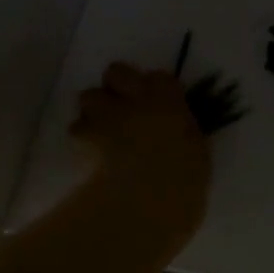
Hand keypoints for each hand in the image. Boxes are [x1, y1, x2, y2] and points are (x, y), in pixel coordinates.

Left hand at [71, 62, 211, 247]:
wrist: (143, 201)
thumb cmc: (182, 182)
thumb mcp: (197, 155)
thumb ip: (184, 134)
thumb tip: (177, 130)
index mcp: (168, 102)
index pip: (160, 78)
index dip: (156, 88)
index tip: (159, 103)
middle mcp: (134, 100)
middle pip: (116, 71)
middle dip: (117, 85)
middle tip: (126, 108)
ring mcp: (105, 116)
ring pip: (89, 96)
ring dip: (95, 110)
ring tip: (103, 131)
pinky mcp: (82, 138)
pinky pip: (77, 129)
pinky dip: (82, 139)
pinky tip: (90, 154)